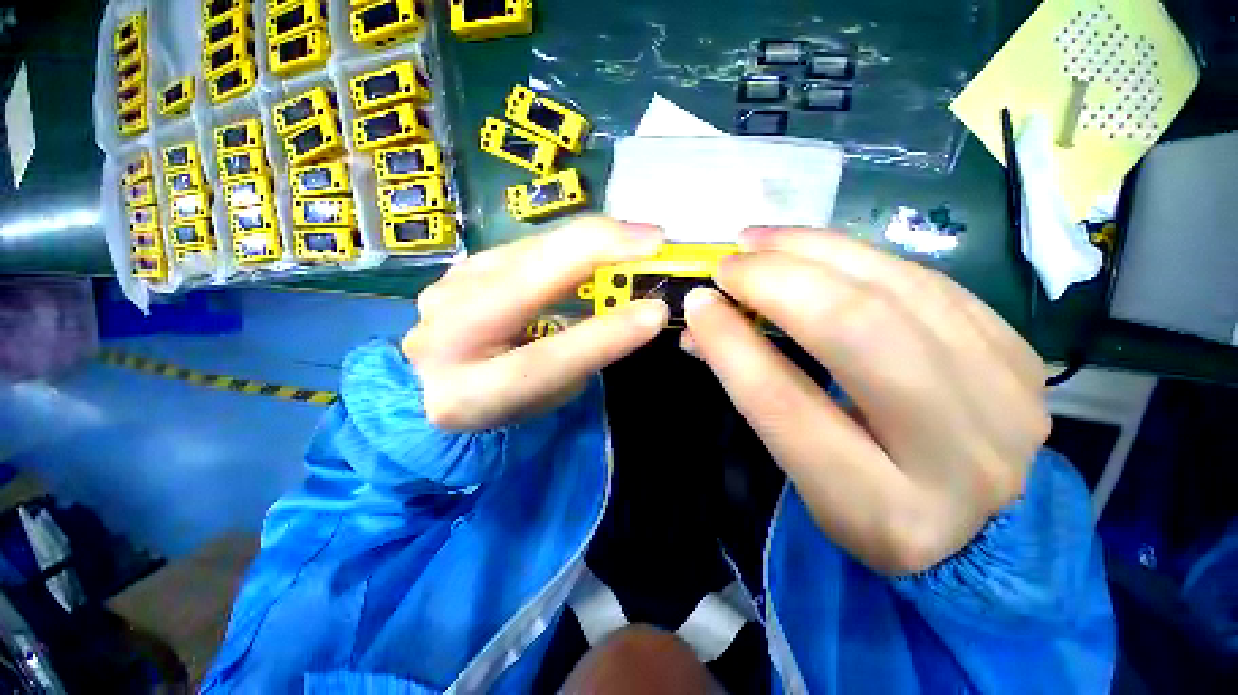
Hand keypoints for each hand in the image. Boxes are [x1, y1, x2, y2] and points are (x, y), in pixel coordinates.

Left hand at [402, 217, 667, 430]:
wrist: (443, 377)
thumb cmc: (506, 398)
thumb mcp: (548, 395)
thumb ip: (581, 356)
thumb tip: (627, 310)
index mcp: (467, 393)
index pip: (544, 360)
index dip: (604, 334)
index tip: (656, 312)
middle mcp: (444, 336)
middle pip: (523, 283)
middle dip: (593, 252)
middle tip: (652, 241)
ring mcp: (448, 290)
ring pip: (528, 251)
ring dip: (587, 238)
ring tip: (636, 237)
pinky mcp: (462, 266)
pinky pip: (526, 246)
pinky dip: (569, 241)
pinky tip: (600, 241)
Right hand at [683, 228, 1049, 574]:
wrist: (976, 519)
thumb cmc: (865, 501)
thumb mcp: (800, 467)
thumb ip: (750, 388)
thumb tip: (704, 319)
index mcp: (882, 510)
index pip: (785, 403)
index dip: (731, 344)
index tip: (698, 303)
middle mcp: (960, 460)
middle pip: (856, 331)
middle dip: (778, 282)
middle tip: (729, 264)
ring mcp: (1006, 399)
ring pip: (898, 290)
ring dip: (815, 251)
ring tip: (760, 240)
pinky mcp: (1020, 355)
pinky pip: (928, 280)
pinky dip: (858, 255)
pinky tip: (814, 248)